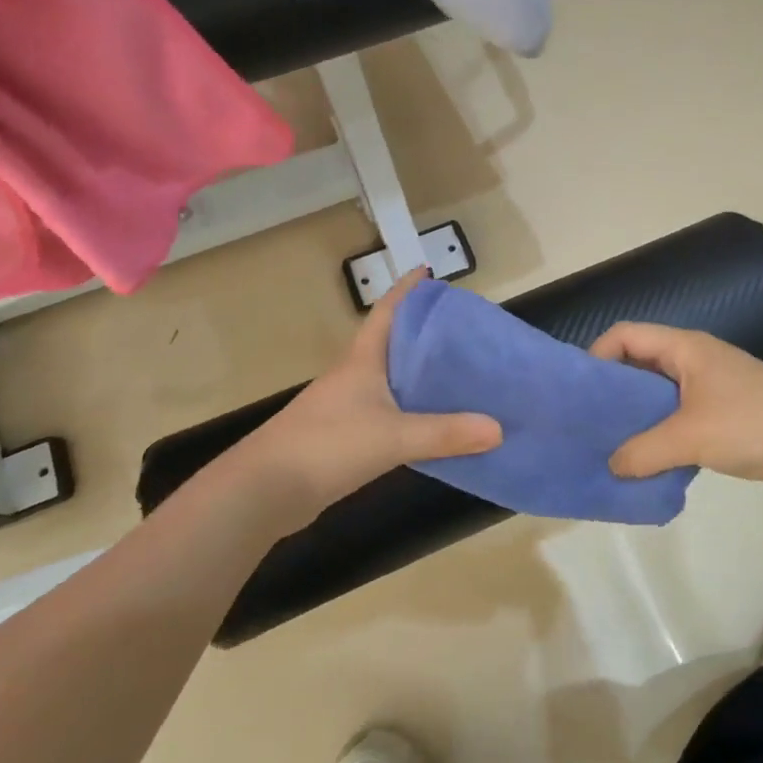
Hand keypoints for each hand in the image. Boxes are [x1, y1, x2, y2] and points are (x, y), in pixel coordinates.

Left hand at [221, 269, 501, 528]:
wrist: (263, 491)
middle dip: (426, 331)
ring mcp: (348, 405)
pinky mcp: (345, 435)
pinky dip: (413, 410)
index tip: (430, 271)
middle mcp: (355, 375)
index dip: (408, 289)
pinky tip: (435, 422)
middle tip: (466, 330)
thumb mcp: (392, 436)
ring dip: (421, 373)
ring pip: (393, 379)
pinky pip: (389, 412)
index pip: (388, 311)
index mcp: (363, 359)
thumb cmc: (326, 446)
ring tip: (461, 373)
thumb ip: (445, 433)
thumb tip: (499, 429)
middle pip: (394, 342)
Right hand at [590, 323, 762, 496]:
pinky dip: (660, 432)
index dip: (597, 354)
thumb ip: (642, 451)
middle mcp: (695, 358)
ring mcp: (712, 386)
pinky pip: (679, 415)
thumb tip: (612, 465)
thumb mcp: (688, 437)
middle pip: (640, 362)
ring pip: (660, 393)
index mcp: (685, 347)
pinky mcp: (724, 413)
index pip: (626, 334)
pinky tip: (648, 460)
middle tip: (588, 422)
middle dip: (613, 389)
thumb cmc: (750, 424)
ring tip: (612, 444)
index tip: (580, 390)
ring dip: (637, 415)